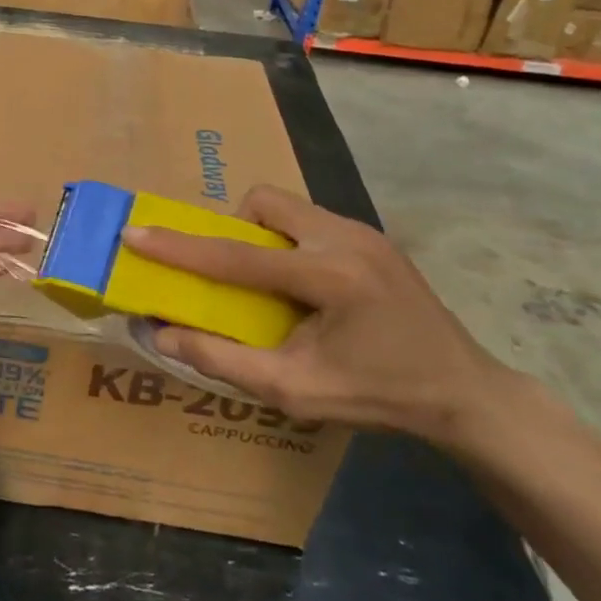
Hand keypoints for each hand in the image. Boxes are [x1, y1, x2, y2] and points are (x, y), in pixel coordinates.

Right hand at [121, 185, 509, 447]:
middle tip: (234, 275)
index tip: (134, 234)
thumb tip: (162, 333)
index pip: (236, 256)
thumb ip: (224, 360)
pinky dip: (288, 240)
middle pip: (264, 203)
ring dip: (261, 234)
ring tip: (269, 283)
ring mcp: (364, 231)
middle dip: (233, 228)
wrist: (466, 394)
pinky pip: (309, 219)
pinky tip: (303, 286)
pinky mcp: (372, 236)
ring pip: (287, 206)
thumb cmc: (380, 397)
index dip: (178, 247)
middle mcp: (346, 238)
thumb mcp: (296, 392)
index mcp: (330, 277)